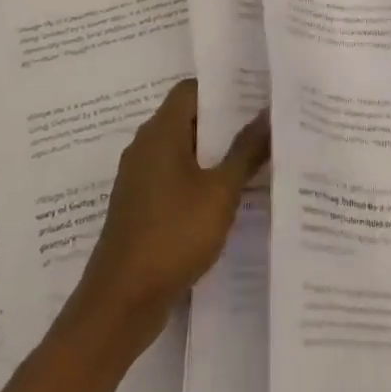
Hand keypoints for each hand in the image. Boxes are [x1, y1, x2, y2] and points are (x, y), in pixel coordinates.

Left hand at [70, 78, 268, 352]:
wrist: (121, 303)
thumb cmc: (173, 235)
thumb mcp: (221, 191)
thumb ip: (247, 150)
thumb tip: (269, 112)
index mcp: (160, 132)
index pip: (191, 90)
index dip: (224, 88)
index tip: (257, 94)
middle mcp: (145, 147)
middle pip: (188, 119)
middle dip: (226, 122)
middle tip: (266, 125)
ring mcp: (140, 179)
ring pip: (183, 151)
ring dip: (215, 154)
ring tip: (257, 158)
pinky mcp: (141, 207)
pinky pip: (175, 178)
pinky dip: (200, 179)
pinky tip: (230, 196)